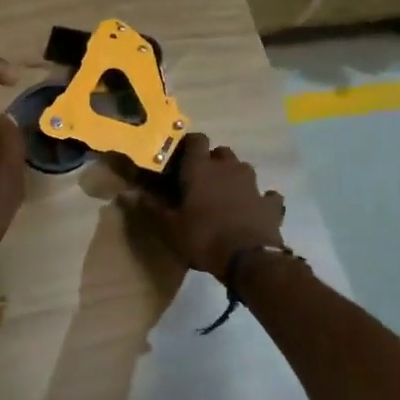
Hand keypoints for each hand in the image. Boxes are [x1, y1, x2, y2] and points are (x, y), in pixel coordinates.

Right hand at [134, 133, 285, 279]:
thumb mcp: (170, 228)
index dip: (189, 144)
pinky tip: (254, 210)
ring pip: (243, 169)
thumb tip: (128, 195)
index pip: (196, 140)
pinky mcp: (271, 204)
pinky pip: (267, 195)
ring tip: (225, 195)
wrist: (250, 260)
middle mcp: (228, 169)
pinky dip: (260, 200)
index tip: (180, 157)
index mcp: (200, 169)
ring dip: (234, 177)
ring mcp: (253, 185)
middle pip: (221, 152)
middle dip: (212, 161)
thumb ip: (151, 208)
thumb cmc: (203, 238)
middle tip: (201, 180)